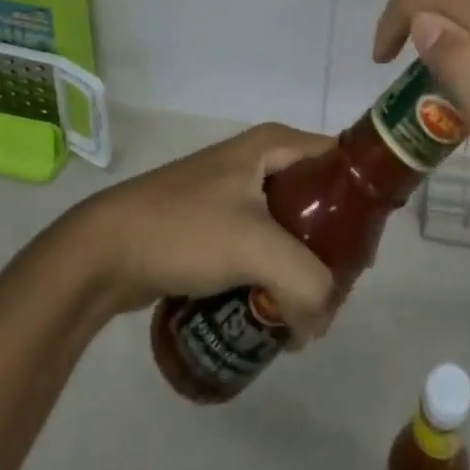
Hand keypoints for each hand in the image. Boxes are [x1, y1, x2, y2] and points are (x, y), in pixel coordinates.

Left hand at [57, 124, 338, 342]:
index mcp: (275, 144)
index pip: (339, 162)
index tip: (365, 252)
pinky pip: (264, 245)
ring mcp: (237, 191)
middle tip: (337, 291)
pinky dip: (275, 273)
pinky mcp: (218, 223)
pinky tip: (274, 309)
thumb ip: (306, 283)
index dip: (360, 202)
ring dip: (303, 266)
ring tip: (307, 311)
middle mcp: (261, 159)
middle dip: (332, 246)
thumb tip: (320, 325)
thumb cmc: (184, 229)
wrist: (104, 251)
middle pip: (319, 199)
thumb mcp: (254, 247)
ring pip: (291, 226)